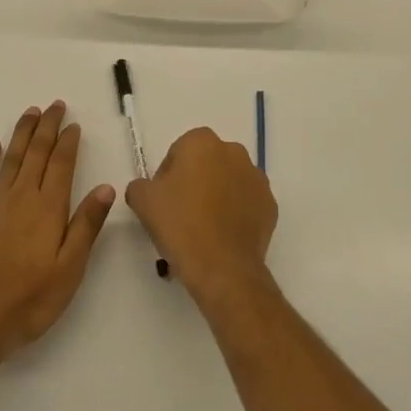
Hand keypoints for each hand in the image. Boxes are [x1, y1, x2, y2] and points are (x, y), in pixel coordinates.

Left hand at [0, 102, 115, 360]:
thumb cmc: (30, 299)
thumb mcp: (70, 268)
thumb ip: (86, 225)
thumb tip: (106, 187)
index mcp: (49, 208)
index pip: (62, 164)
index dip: (69, 142)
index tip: (74, 124)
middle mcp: (23, 197)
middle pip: (37, 153)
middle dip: (47, 127)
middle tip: (55, 105)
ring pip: (11, 158)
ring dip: (22, 133)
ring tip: (31, 113)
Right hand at [125, 127, 275, 302]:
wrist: (222, 268)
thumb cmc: (180, 225)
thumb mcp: (143, 201)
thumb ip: (140, 185)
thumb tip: (148, 188)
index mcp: (202, 142)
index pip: (178, 152)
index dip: (167, 177)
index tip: (163, 202)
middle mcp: (233, 152)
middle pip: (206, 165)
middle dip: (194, 184)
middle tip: (180, 216)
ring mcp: (256, 178)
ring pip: (228, 183)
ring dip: (216, 198)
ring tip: (202, 231)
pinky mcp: (270, 205)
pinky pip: (246, 204)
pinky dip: (235, 215)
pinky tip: (222, 238)